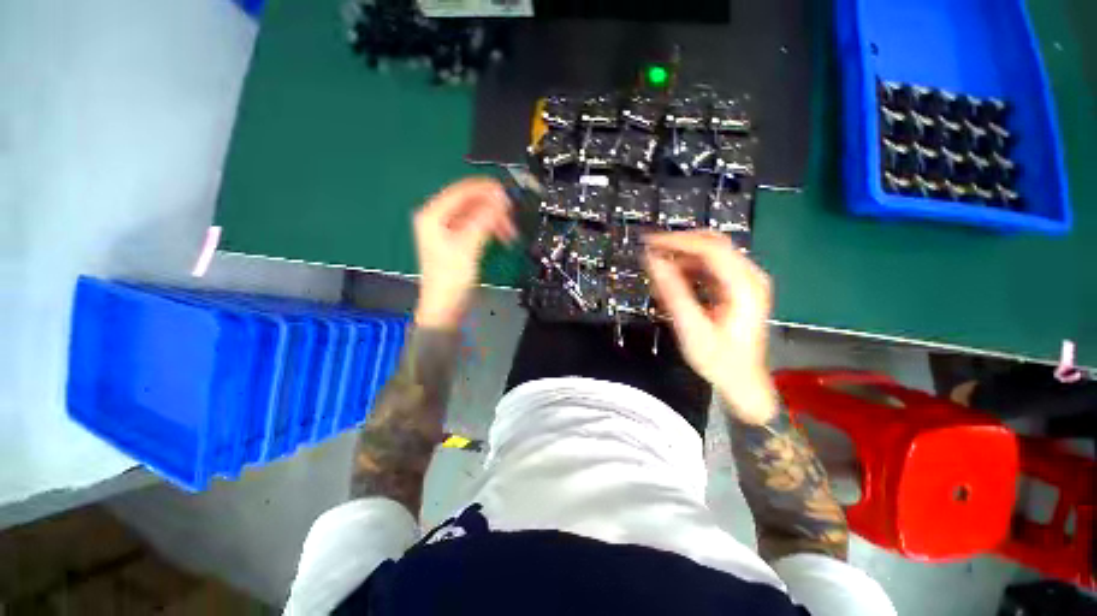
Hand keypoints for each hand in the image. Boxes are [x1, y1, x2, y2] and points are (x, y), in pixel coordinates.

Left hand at [413, 178, 515, 329]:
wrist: (446, 307)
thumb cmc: (451, 278)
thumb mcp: (468, 247)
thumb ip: (484, 220)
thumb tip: (500, 200)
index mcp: (433, 215)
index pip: (462, 191)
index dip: (485, 189)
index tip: (506, 192)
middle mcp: (438, 219)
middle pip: (470, 202)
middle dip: (492, 207)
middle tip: (511, 214)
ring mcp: (448, 230)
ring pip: (476, 214)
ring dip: (494, 219)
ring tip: (509, 229)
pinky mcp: (459, 241)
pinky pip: (478, 226)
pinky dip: (490, 228)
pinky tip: (501, 234)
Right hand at [644, 231, 777, 424]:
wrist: (742, 382)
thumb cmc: (719, 360)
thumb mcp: (692, 328)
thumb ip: (672, 291)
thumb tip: (653, 261)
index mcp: (744, 286)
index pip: (709, 248)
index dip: (677, 241)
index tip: (649, 242)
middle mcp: (749, 277)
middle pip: (712, 244)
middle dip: (679, 245)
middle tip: (651, 251)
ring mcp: (745, 281)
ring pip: (709, 255)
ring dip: (681, 259)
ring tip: (658, 273)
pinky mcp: (736, 289)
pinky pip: (710, 269)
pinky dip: (688, 271)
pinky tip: (672, 284)